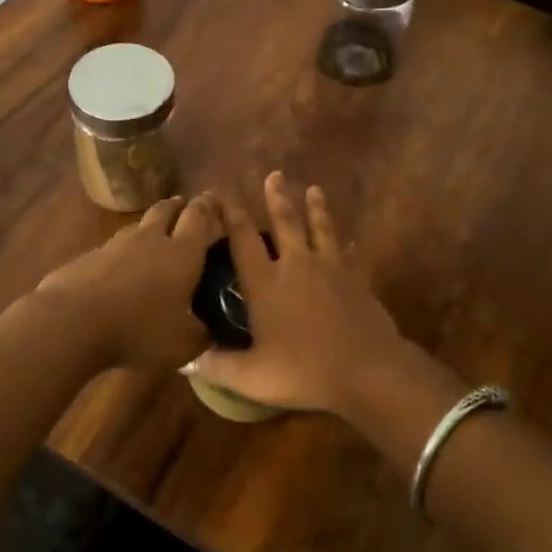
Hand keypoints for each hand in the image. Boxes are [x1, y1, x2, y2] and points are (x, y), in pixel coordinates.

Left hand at [34, 193, 223, 371]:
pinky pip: (110, 249)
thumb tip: (209, 333)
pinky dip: (120, 254)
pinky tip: (118, 269)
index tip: (213, 198)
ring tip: (152, 234)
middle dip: (177, 206)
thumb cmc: (139, 330)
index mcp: (182, 253)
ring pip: (136, 226)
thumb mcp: (182, 344)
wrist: (73, 321)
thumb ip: (200, 335)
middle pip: (165, 211)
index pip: (199, 218)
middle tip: (183, 206)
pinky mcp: (87, 258)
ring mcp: (115, 245)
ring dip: (147, 227)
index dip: (208, 206)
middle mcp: (150, 240)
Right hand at [189, 173, 407, 414]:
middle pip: (285, 223)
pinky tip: (351, 242)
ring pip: (321, 229)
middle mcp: (297, 266)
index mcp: (267, 283)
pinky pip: (352, 257)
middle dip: (277, 198)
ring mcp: (331, 269)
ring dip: (317, 208)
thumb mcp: (253, 377)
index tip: (221, 198)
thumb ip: (218, 366)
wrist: (366, 369)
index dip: (231, 217)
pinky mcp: (357, 280)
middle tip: (275, 175)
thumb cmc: (304, 371)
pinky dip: (350, 248)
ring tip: (314, 189)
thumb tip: (185, 361)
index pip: (243, 241)